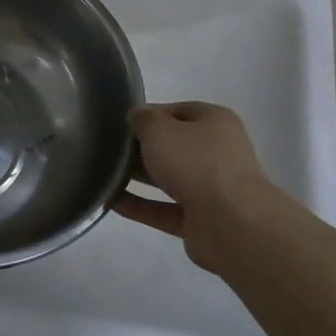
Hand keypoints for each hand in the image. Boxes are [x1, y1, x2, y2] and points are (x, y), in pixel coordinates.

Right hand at [111, 102, 272, 271]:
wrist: (231, 223)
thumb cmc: (196, 163)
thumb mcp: (160, 130)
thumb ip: (143, 120)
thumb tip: (137, 117)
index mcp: (215, 122)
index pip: (178, 111)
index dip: (150, 115)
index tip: (122, 123)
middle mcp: (217, 152)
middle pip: (174, 146)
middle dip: (143, 148)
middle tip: (109, 148)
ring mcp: (211, 189)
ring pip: (169, 178)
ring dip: (140, 177)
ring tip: (105, 174)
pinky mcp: (200, 221)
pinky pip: (164, 209)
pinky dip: (140, 206)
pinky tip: (111, 201)